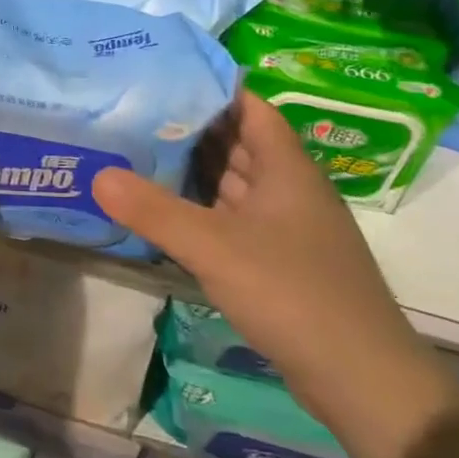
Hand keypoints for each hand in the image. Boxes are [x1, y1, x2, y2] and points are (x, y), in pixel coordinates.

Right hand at [94, 93, 458, 451]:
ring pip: (235, 183)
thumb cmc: (292, 292)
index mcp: (286, 167)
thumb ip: (153, 210)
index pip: (249, 107)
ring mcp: (286, 226)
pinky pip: (233, 219)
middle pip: (238, 142)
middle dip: (190, 128)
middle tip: (134, 113)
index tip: (161, 79)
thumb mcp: (213, 247)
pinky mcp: (279, 260)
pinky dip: (202, 210)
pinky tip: (167, 213)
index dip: (210, 90)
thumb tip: (97, 174)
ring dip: (194, 170)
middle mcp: (289, 188)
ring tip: (139, 153)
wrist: (361, 378)